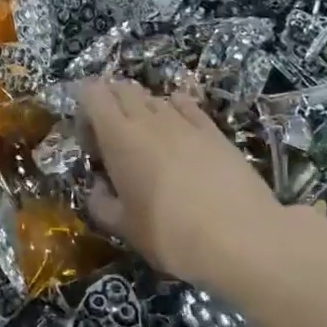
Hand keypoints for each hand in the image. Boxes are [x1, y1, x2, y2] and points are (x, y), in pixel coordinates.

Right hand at [80, 80, 283, 293]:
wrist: (240, 237)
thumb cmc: (171, 235)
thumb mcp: (125, 229)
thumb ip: (102, 204)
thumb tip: (97, 189)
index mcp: (118, 138)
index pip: (93, 94)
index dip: (86, 107)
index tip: (89, 138)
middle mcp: (148, 119)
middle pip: (122, 89)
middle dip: (112, 103)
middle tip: (113, 137)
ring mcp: (183, 121)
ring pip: (154, 97)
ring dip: (143, 109)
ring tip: (147, 139)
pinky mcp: (213, 129)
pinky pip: (186, 105)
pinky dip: (176, 109)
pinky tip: (179, 129)